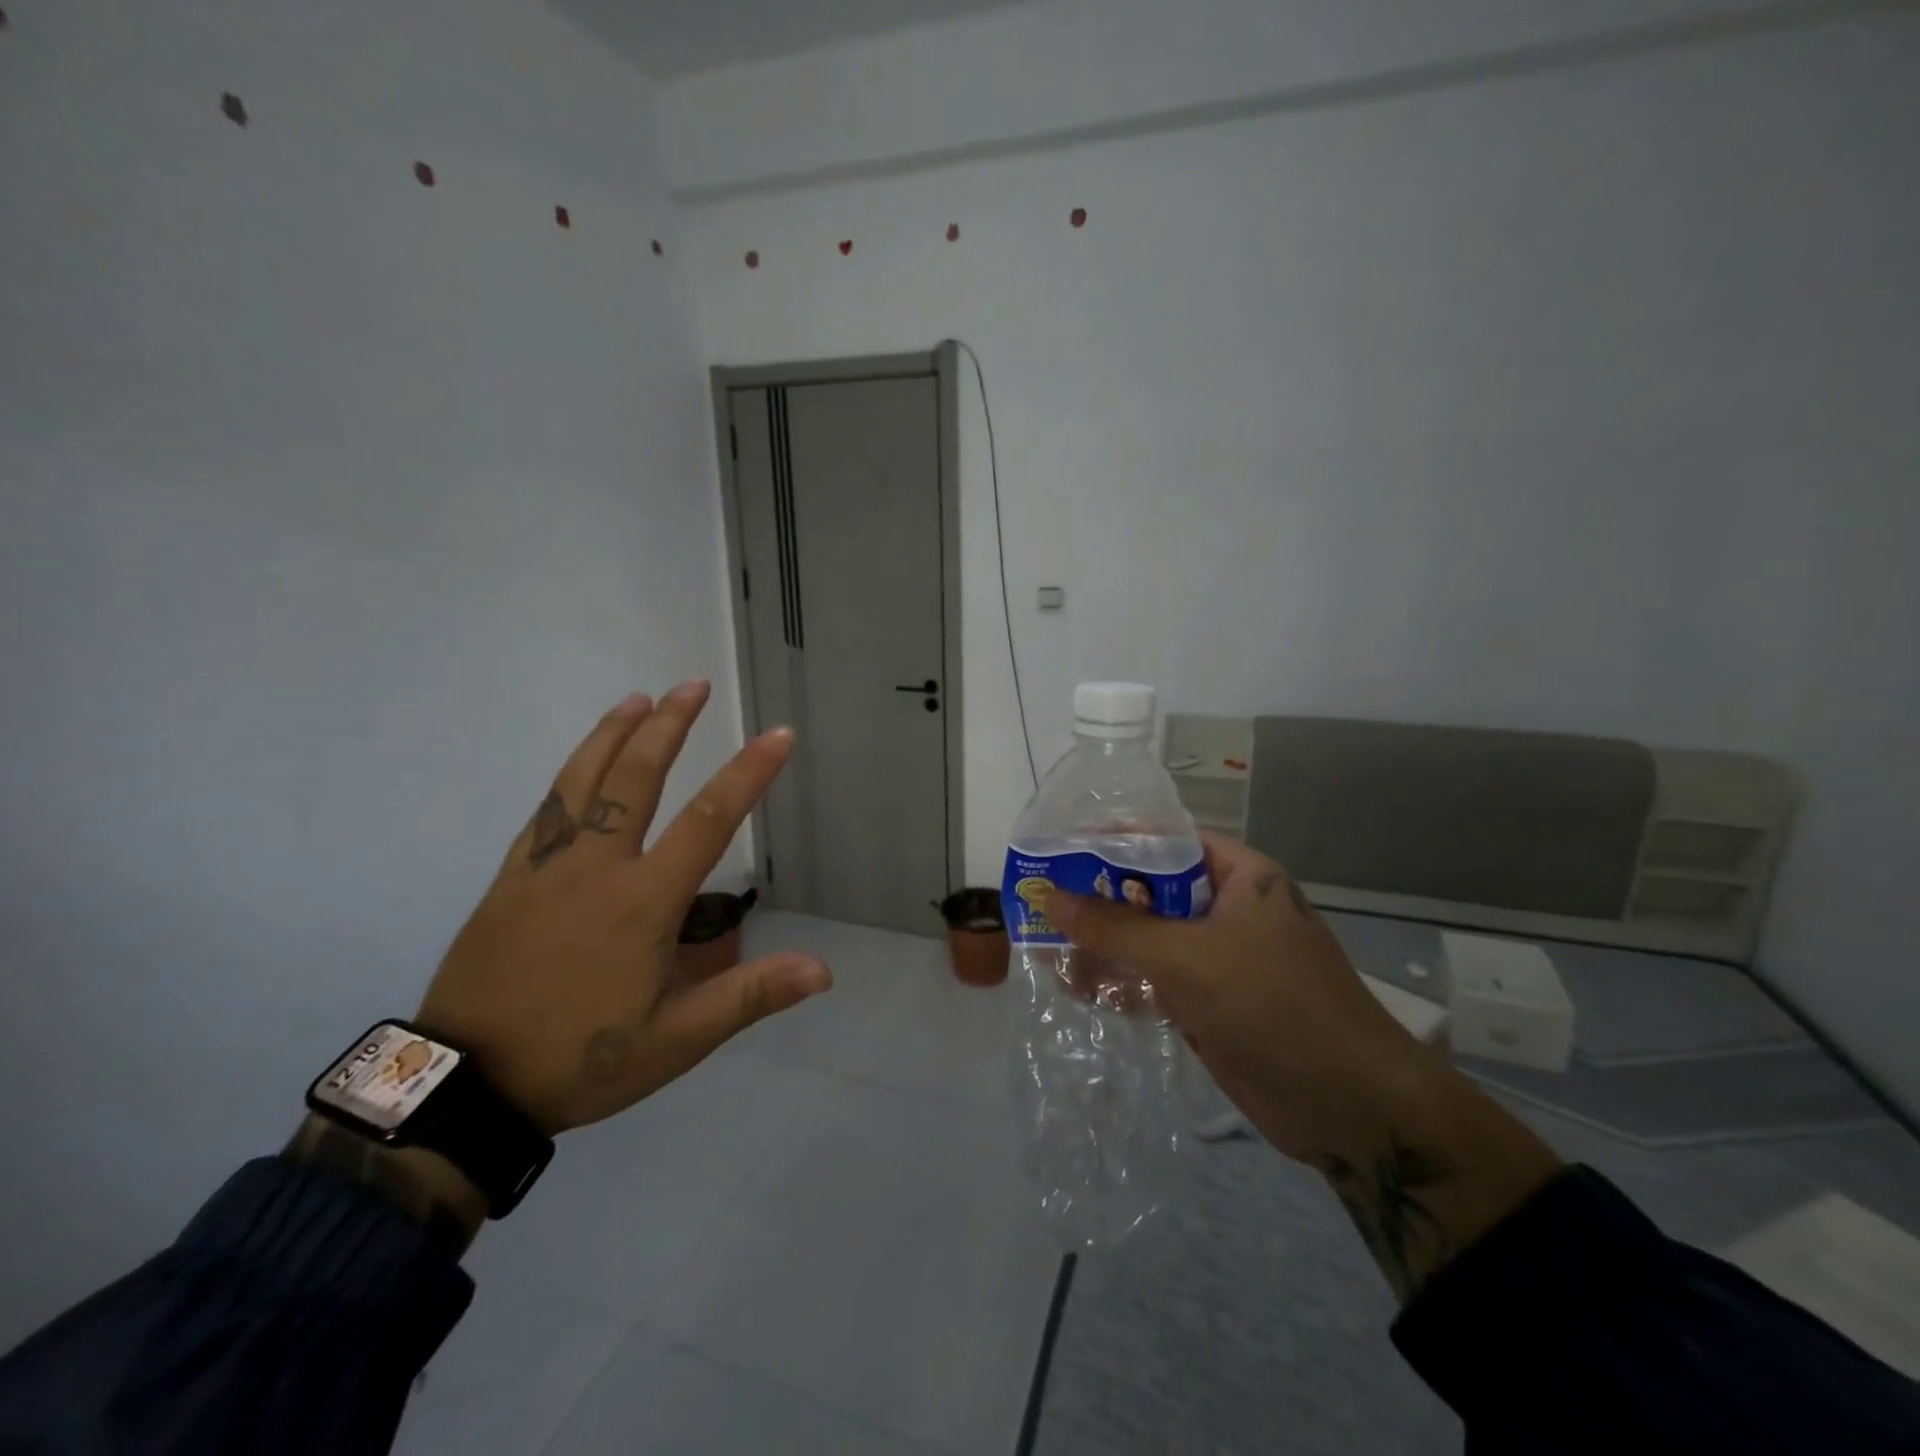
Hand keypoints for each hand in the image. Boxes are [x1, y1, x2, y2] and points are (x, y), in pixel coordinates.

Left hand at [415, 680, 830, 1134]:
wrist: (465, 1086)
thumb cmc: (580, 1060)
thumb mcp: (676, 1040)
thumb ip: (749, 996)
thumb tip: (822, 971)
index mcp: (643, 902)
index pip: (708, 821)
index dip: (748, 773)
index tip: (778, 735)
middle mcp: (598, 867)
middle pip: (637, 778)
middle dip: (670, 726)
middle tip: (693, 683)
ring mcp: (547, 866)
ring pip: (583, 781)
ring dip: (614, 734)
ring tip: (640, 699)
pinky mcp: (511, 878)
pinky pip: (545, 810)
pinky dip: (569, 773)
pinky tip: (581, 762)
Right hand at [1047, 834, 1560, 1303]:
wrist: (1352, 1108)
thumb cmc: (1274, 1005)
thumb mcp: (1188, 957)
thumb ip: (1115, 928)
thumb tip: (1050, 897)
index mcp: (1240, 877)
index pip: (1165, 842)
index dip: (1112, 842)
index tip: (1059, 849)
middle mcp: (1230, 911)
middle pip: (1151, 893)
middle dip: (1098, 900)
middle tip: (1041, 902)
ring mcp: (1221, 961)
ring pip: (1149, 941)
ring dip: (1103, 945)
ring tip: (1046, 947)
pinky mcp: (1212, 1005)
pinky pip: (1156, 982)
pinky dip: (1121, 983)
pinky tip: (1075, 987)